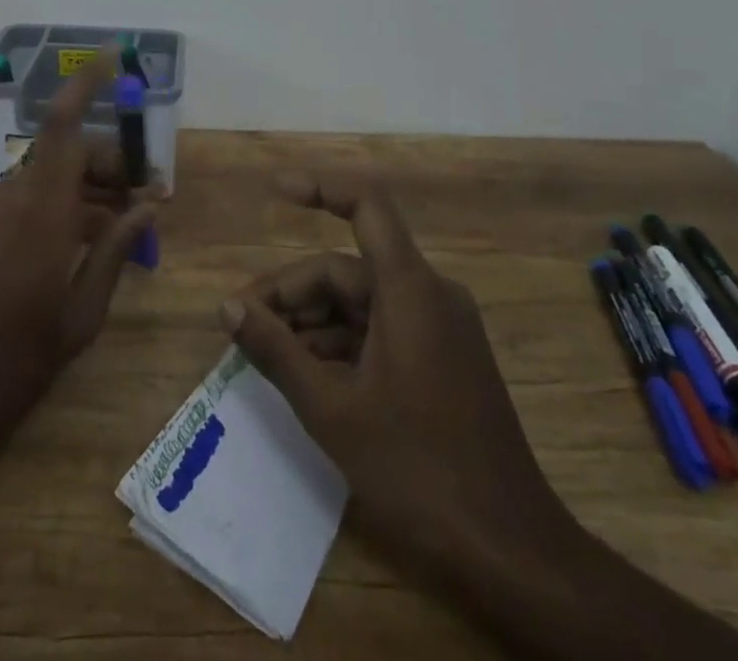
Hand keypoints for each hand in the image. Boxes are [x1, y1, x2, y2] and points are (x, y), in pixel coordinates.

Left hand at [0, 47, 154, 460]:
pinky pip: (36, 197)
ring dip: (94, 185)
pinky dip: (70, 204)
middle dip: (114, 160)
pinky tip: (96, 240)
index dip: (87, 84)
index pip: (63, 125)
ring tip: (132, 222)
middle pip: (70, 150)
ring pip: (55, 173)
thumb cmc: (12, 365)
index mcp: (40, 212)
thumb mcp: (79, 316)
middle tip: (151, 196)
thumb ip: (114, 251)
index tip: (114, 56)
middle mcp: (14, 196)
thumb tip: (148, 204)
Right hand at [220, 173, 580, 586]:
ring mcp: (440, 327)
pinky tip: (304, 371)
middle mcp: (429, 294)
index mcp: (410, 289)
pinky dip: (340, 341)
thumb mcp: (332, 410)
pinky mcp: (442, 357)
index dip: (320, 188)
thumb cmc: (418, 470)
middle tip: (243, 323)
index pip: (366, 206)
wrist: (511, 550)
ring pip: (361, 302)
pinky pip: (381, 328)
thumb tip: (226, 306)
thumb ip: (276, 351)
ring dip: (311, 320)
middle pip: (347, 269)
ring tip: (263, 351)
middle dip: (291, 291)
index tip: (275, 191)